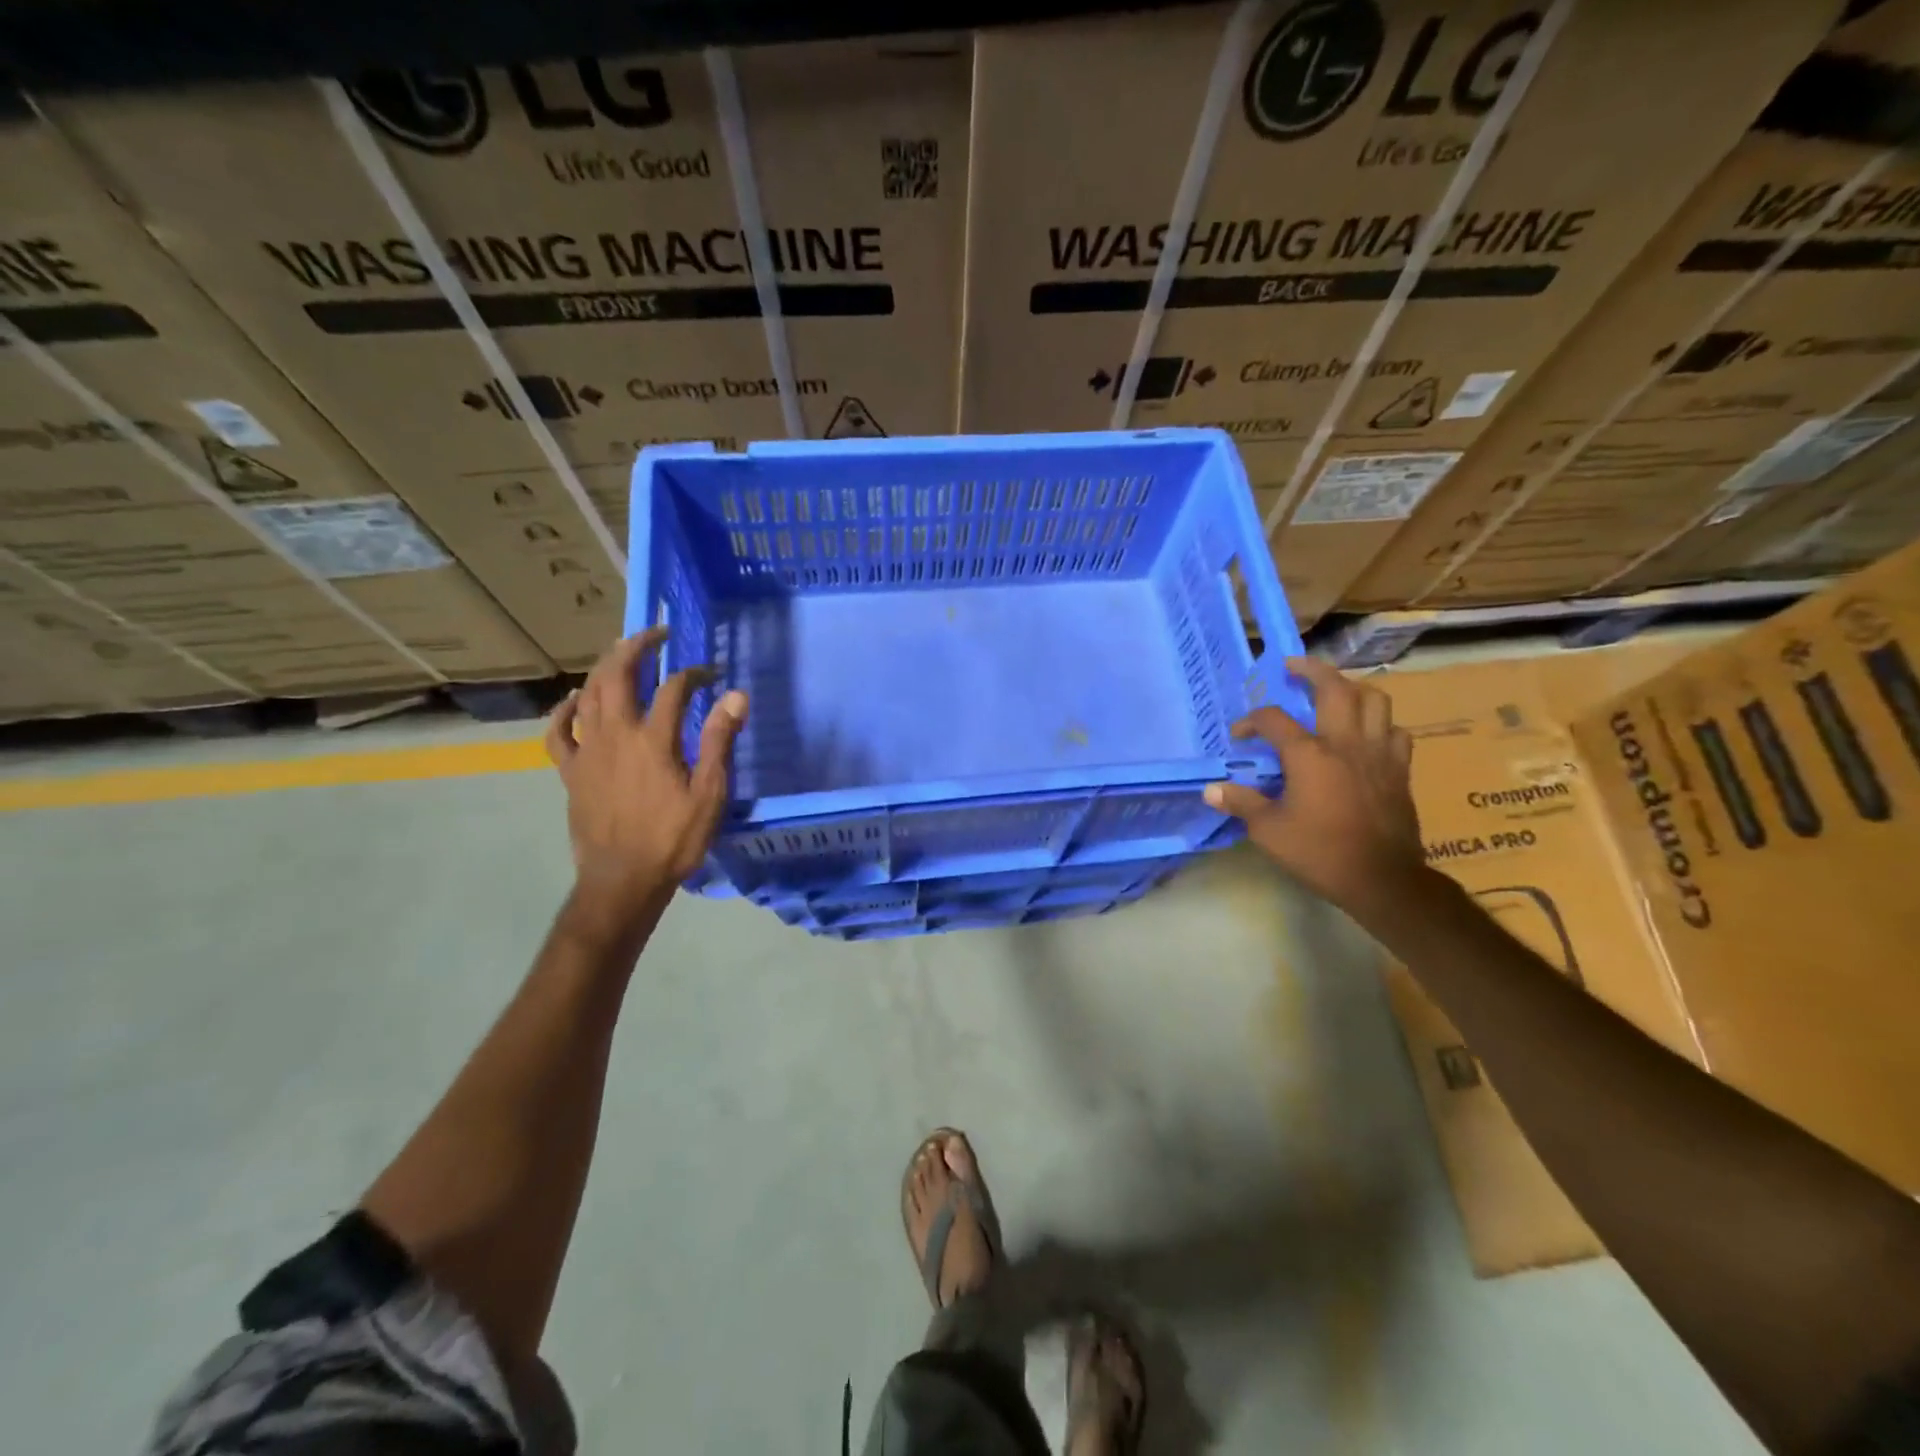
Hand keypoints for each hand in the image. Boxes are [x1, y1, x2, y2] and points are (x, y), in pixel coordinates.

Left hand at [544, 627, 747, 913]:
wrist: (623, 880)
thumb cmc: (673, 839)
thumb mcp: (709, 794)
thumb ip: (719, 742)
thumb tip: (735, 696)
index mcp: (653, 740)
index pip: (673, 689)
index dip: (694, 674)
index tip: (711, 674)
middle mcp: (615, 735)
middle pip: (618, 676)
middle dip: (637, 647)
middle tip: (656, 634)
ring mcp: (587, 751)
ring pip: (588, 695)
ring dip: (604, 668)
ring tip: (621, 653)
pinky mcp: (570, 771)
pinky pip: (558, 732)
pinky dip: (564, 710)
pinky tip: (573, 699)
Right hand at [1204, 656, 1425, 921]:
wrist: (1382, 879)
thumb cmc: (1320, 852)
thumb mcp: (1269, 831)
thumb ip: (1241, 803)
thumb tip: (1210, 790)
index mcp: (1309, 755)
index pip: (1274, 720)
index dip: (1251, 721)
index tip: (1239, 734)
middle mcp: (1345, 743)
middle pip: (1334, 688)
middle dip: (1311, 670)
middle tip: (1293, 666)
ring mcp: (1378, 753)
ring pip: (1374, 700)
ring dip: (1352, 689)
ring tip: (1335, 692)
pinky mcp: (1400, 769)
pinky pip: (1395, 731)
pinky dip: (1380, 723)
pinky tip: (1368, 732)